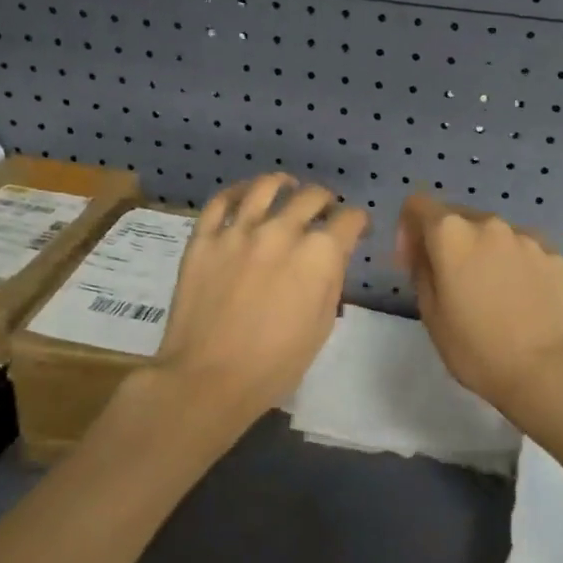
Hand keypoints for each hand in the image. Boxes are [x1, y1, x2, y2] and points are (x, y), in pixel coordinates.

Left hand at [153, 174, 368, 433]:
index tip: (356, 230)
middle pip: (312, 196)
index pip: (349, 219)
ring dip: (283, 183)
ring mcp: (239, 230)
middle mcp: (282, 230)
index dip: (358, 222)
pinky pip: (221, 201)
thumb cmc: (275, 364)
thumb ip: (330, 281)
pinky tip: (245, 194)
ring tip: (286, 185)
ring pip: (266, 187)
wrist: (209, 378)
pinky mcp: (204, 238)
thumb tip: (330, 258)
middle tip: (324, 212)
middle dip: (326, 201)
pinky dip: (236, 192)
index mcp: (319, 254)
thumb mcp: (322, 326)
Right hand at [395, 194, 562, 420]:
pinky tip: (518, 297)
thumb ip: (421, 269)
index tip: (413, 262)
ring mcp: (525, 237)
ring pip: (492, 233)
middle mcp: (489, 224)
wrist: (545, 371)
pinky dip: (513, 263)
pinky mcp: (553, 254)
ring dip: (482, 251)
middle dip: (446, 241)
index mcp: (451, 233)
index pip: (418, 205)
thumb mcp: (430, 313)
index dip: (408, 229)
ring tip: (489, 292)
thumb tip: (423, 251)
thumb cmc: (476, 347)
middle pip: (457, 217)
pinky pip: (522, 249)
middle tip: (450, 281)